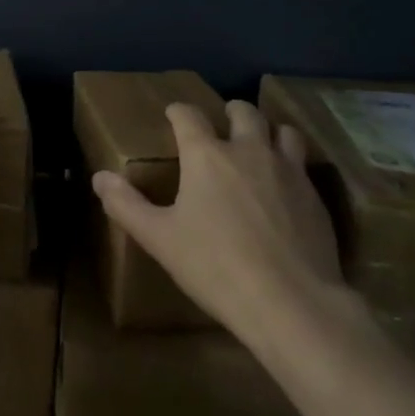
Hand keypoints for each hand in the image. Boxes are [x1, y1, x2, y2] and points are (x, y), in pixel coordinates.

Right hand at [92, 101, 346, 345]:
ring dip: (269, 131)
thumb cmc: (216, 267)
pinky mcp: (315, 195)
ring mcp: (287, 170)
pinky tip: (285, 188)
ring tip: (261, 147)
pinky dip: (291, 164)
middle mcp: (248, 150)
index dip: (178, 111)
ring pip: (282, 130)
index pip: (188, 115)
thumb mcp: (160, 240)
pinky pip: (303, 164)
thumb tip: (99, 177)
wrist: (292, 303)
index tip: (172, 115)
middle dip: (230, 113)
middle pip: (243, 111)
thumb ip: (126, 206)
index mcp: (206, 155)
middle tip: (222, 127)